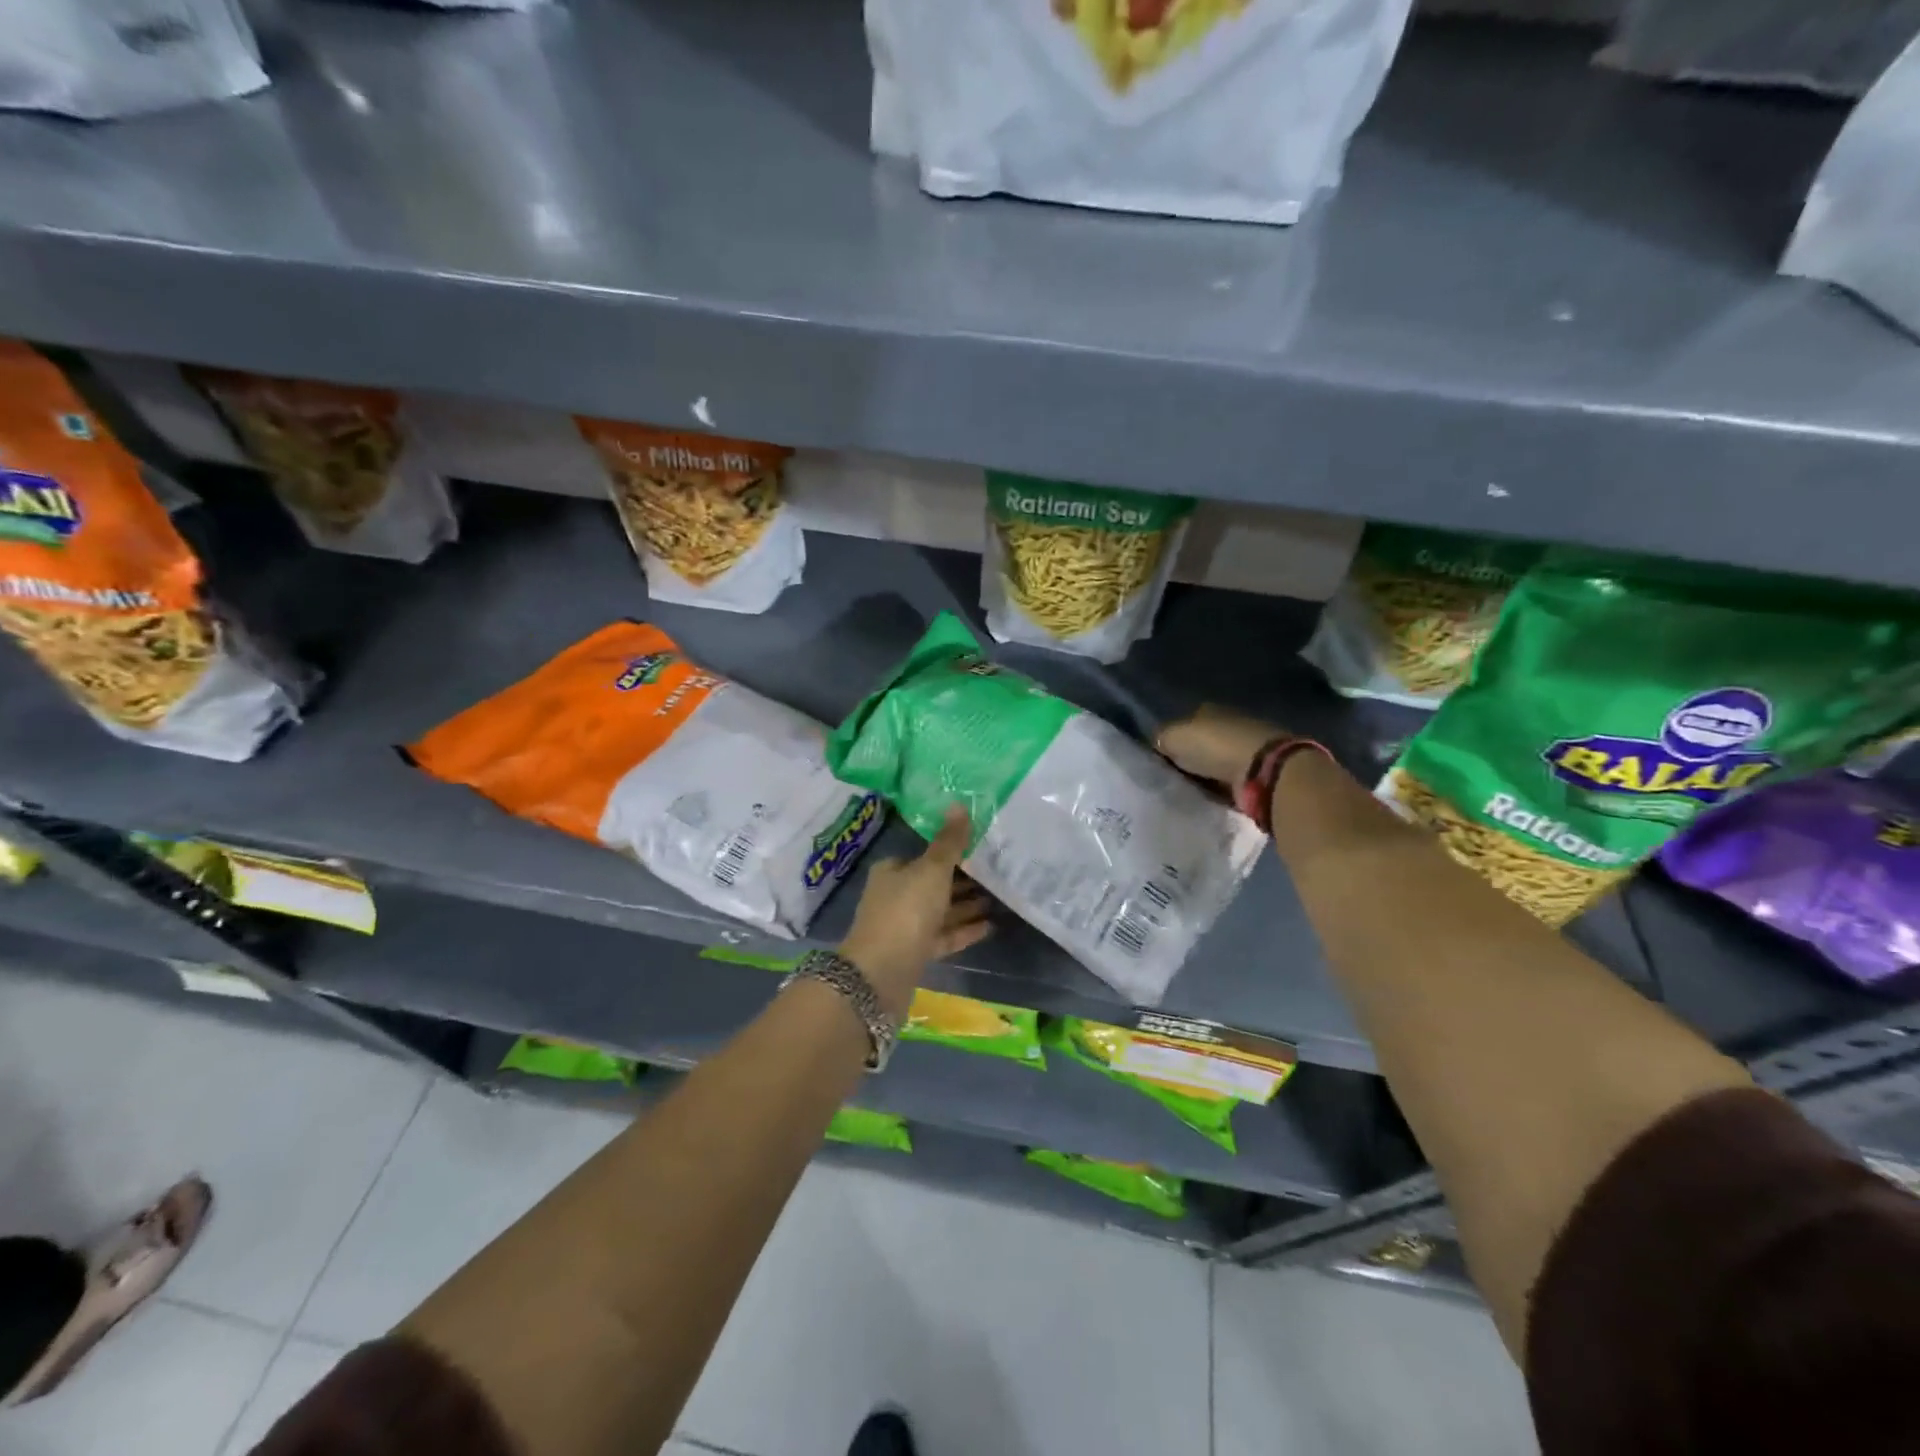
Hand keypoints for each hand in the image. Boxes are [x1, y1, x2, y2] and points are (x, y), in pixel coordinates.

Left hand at [840, 806, 991, 1018]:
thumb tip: (958, 804)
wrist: (881, 973)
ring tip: (1000, 898)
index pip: (924, 855)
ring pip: (940, 911)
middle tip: (998, 872)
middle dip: (963, 880)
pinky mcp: (915, 953)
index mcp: (892, 871)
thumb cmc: (905, 910)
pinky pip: (944, 936)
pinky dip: (964, 930)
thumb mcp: (931, 870)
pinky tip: (990, 927)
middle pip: (934, 883)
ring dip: (967, 905)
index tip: (980, 848)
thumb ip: (949, 842)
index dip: (951, 852)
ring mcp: (904, 926)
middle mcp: (895, 895)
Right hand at [1155, 706, 1282, 789]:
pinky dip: (1222, 789)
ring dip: (1207, 776)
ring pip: (1216, 763)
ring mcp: (1247, 748)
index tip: (1162, 761)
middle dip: (1190, 759)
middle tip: (1173, 780)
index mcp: (1209, 710)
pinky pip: (1230, 782)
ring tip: (1189, 792)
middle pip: (1202, 743)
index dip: (1173, 740)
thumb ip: (1160, 738)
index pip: (1185, 723)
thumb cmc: (1215, 746)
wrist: (1263, 770)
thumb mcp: (1173, 737)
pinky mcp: (1259, 772)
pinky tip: (1210, 799)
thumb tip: (1156, 744)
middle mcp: (1230, 724)